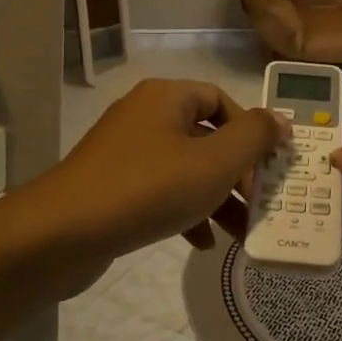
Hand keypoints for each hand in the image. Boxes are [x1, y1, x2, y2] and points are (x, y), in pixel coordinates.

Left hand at [20, 79, 280, 296]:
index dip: (250, 131)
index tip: (269, 166)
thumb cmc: (148, 188)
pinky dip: (185, 211)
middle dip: (236, 172)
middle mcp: (144, 116)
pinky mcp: (111, 186)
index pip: (220, 100)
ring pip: (184, 168)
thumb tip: (279, 120)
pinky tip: (201, 243)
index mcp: (166, 97)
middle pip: (204, 136)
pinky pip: (159, 190)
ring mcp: (124, 152)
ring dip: (215, 197)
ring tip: (240, 232)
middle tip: (260, 203)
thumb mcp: (214, 162)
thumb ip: (254, 137)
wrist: (62, 233)